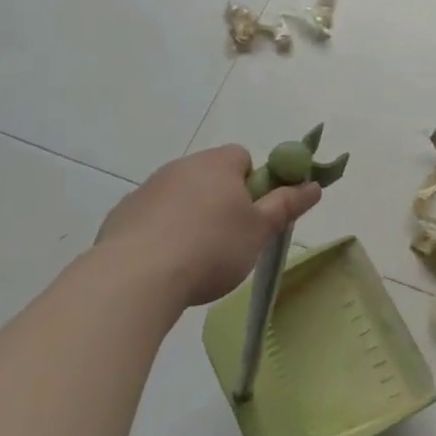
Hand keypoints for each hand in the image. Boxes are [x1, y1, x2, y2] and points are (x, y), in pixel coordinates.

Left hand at [95, 145, 319, 308]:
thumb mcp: (259, 230)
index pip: (243, 158)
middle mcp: (180, 167)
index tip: (253, 215)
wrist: (136, 278)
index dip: (253, 184)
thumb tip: (314, 185)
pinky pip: (151, 218)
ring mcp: (146, 190)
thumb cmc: (211, 248)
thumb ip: (287, 205)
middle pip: (210, 177)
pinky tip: (164, 265)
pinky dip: (160, 234)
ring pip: (180, 198)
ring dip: (190, 218)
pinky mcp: (120, 216)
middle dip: (222, 202)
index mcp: (217, 164)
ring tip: (195, 259)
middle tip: (231, 239)